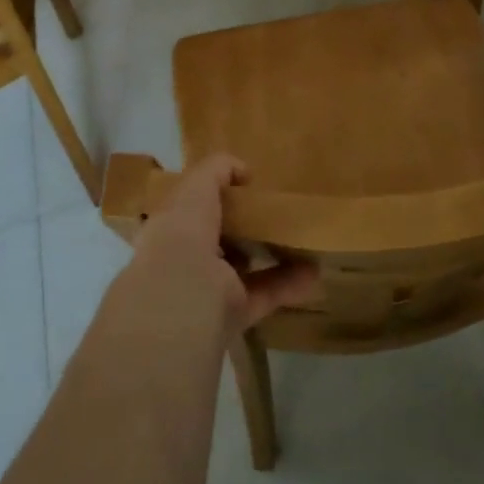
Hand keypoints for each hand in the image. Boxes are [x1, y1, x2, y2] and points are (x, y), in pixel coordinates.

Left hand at [131, 154, 319, 333]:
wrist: (180, 300)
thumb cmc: (182, 233)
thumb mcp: (196, 187)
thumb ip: (216, 171)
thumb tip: (243, 170)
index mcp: (170, 228)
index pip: (189, 209)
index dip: (212, 196)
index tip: (243, 187)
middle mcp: (186, 260)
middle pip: (218, 240)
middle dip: (243, 227)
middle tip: (272, 213)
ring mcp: (209, 289)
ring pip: (243, 268)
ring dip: (269, 255)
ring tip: (300, 241)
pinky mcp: (233, 314)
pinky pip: (265, 294)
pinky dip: (289, 284)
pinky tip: (313, 272)